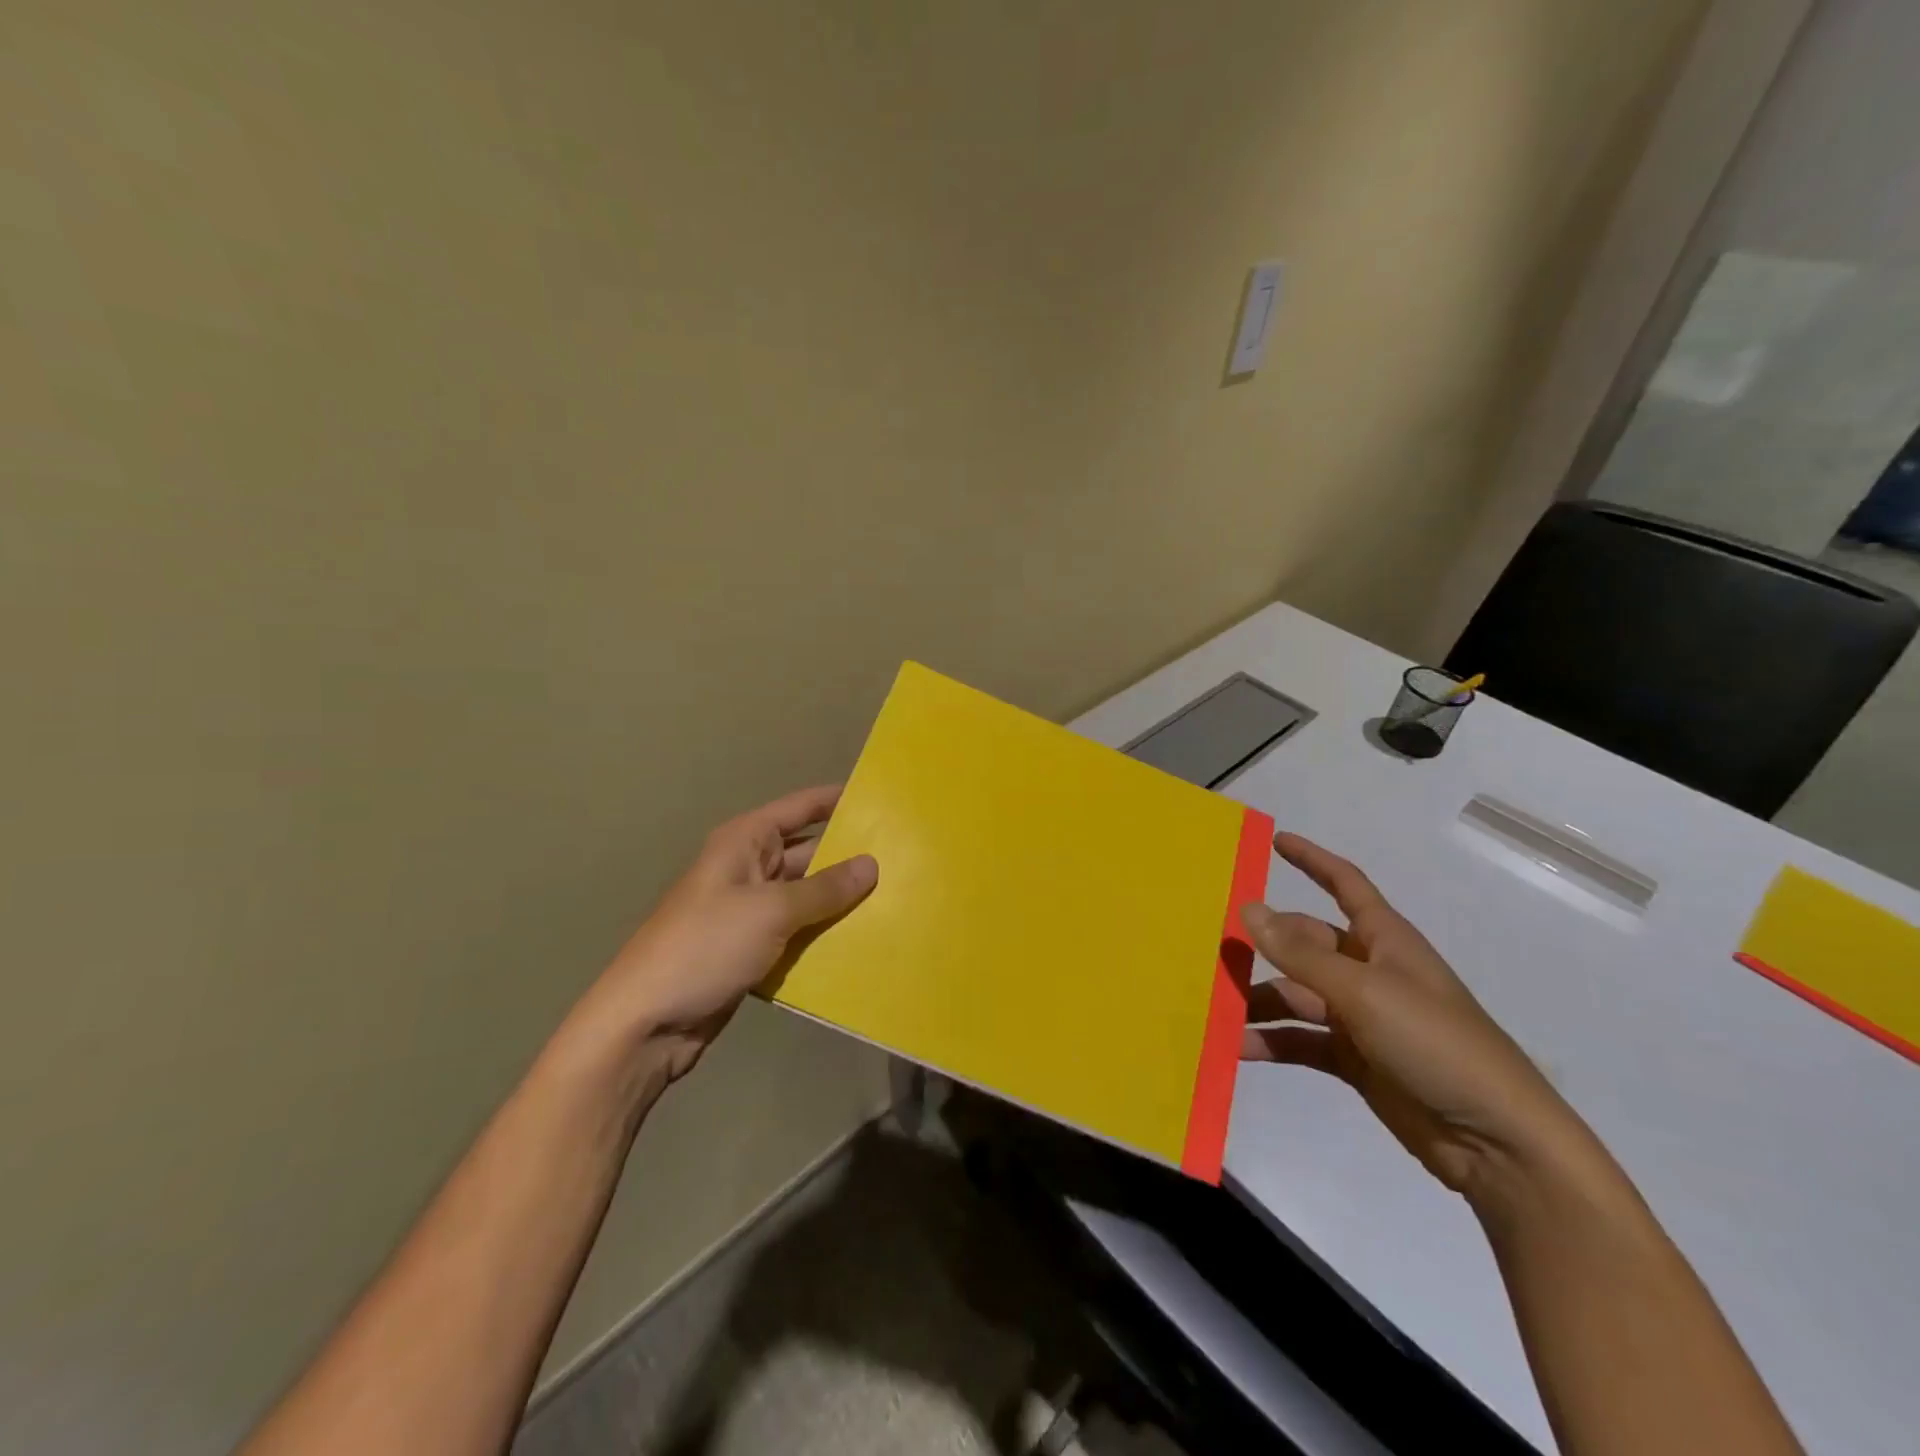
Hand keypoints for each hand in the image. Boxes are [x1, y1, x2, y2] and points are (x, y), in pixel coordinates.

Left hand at [563, 786, 876, 1083]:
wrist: (646, 1022)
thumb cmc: (706, 946)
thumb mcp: (770, 911)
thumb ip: (824, 888)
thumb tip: (871, 864)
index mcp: (745, 842)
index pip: (801, 808)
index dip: (837, 800)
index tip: (881, 799)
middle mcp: (749, 868)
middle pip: (809, 853)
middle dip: (849, 857)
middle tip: (903, 859)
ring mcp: (750, 911)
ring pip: (807, 896)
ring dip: (841, 900)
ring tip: (896, 899)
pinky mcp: (753, 948)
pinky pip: (798, 931)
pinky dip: (824, 934)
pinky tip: (862, 940)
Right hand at [1240, 833, 1595, 1200]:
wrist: (1497, 1143)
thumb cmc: (1436, 1044)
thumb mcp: (1363, 991)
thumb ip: (1300, 953)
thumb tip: (1248, 908)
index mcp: (1385, 941)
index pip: (1346, 885)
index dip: (1313, 861)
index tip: (1275, 841)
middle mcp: (1370, 971)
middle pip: (1306, 944)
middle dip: (1265, 944)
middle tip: (1213, 947)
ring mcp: (1361, 1018)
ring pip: (1296, 994)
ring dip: (1259, 1000)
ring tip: (1215, 1007)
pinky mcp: (1355, 1060)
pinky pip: (1301, 1040)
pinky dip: (1271, 1042)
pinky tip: (1238, 1048)